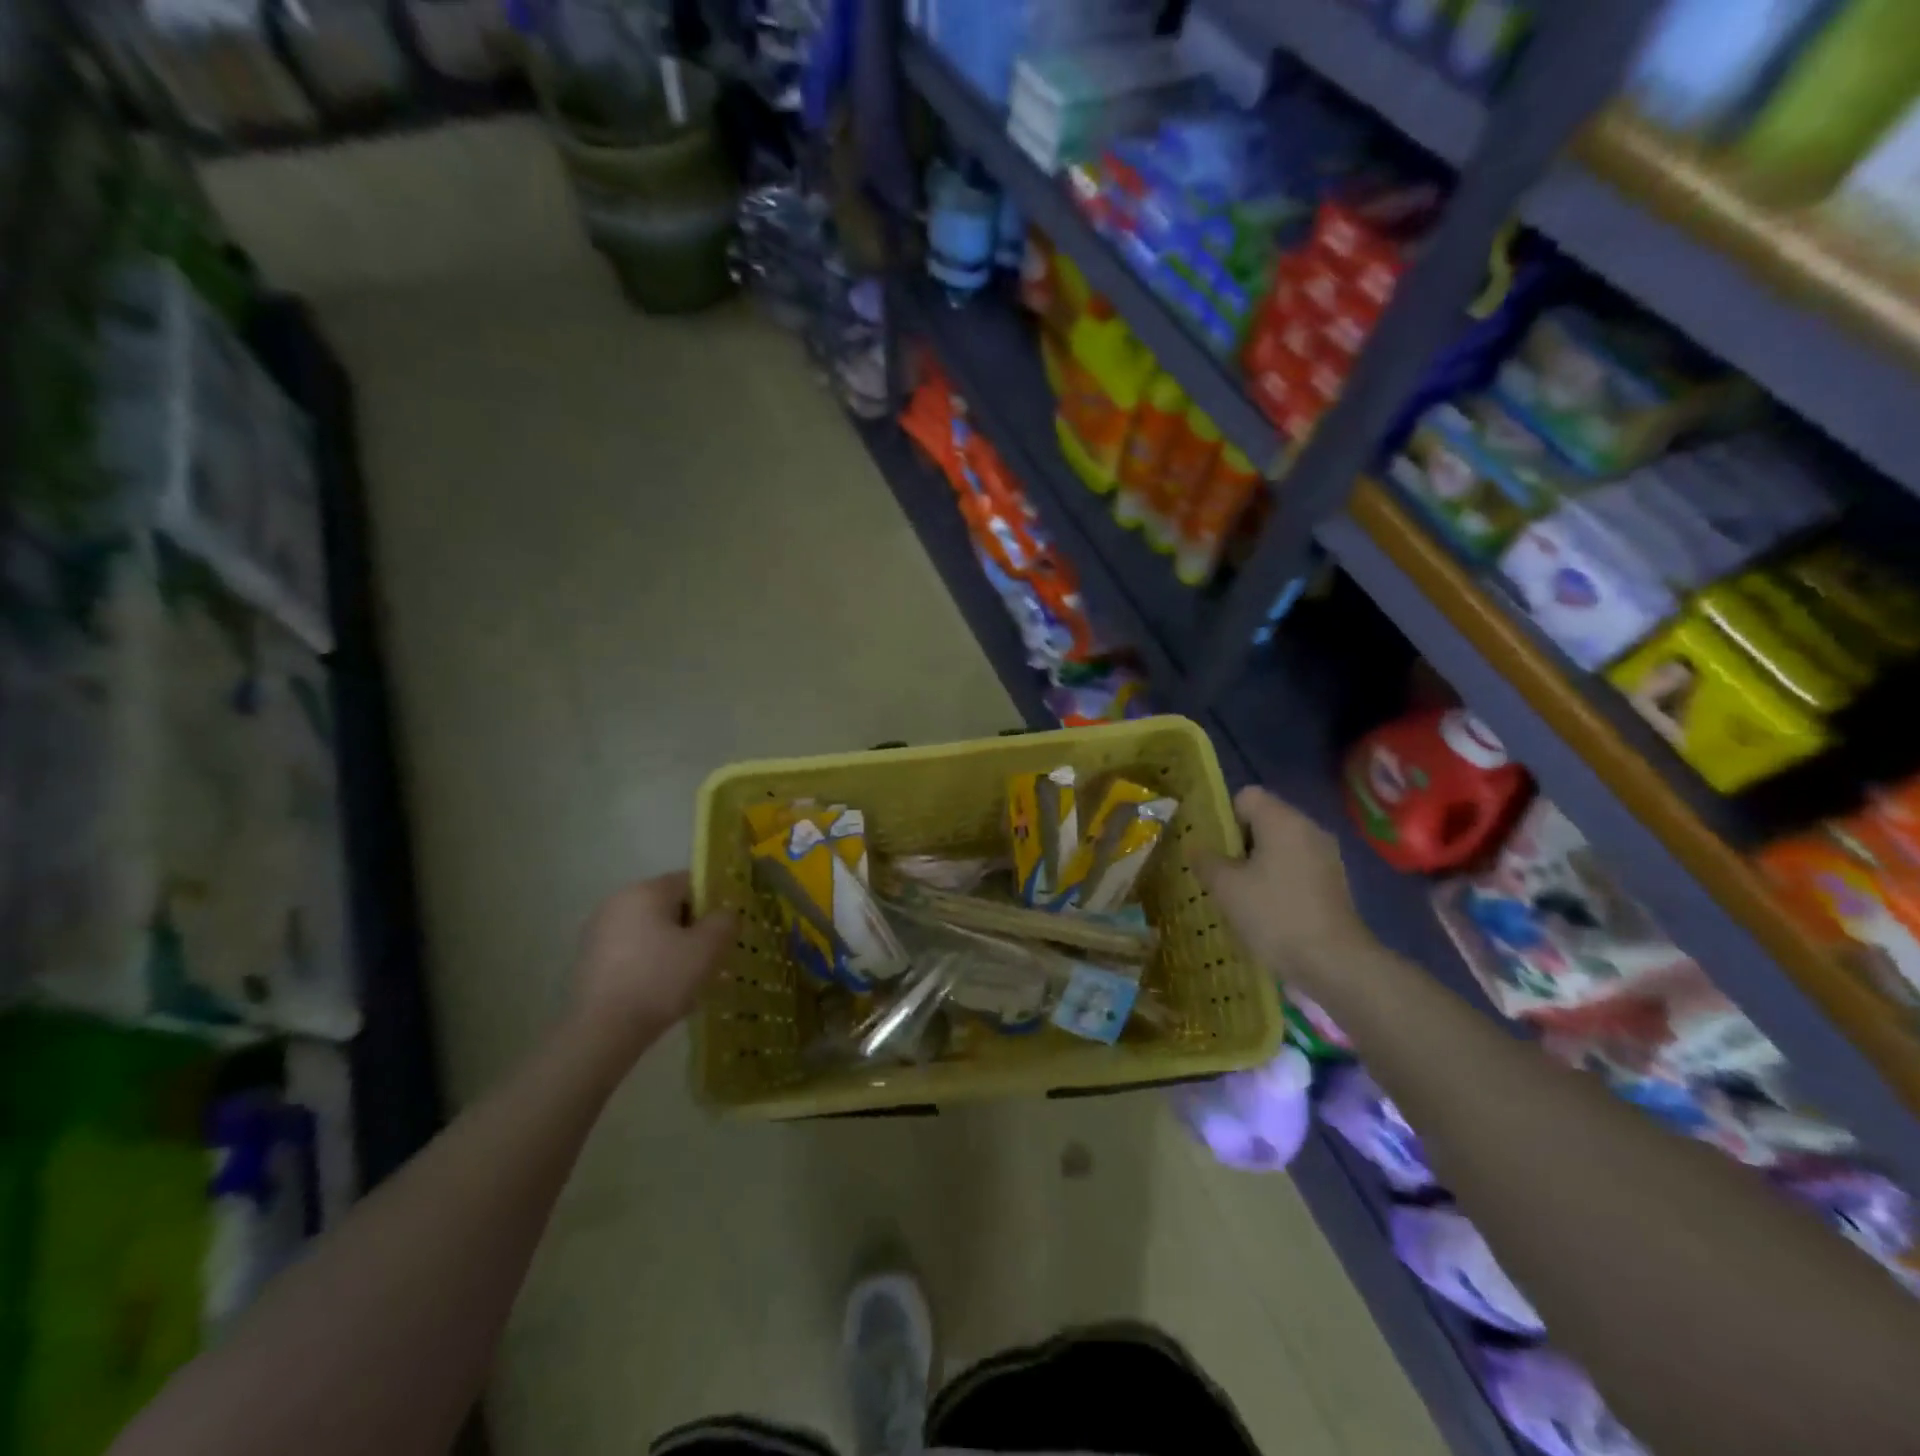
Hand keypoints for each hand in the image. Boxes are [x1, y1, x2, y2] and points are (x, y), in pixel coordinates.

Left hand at [566, 872, 735, 1061]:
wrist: (602, 1031)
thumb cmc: (660, 980)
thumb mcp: (707, 949)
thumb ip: (725, 922)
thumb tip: (725, 914)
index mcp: (646, 890)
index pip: (690, 882)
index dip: (712, 904)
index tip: (721, 933)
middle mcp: (618, 901)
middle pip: (668, 906)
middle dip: (691, 928)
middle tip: (707, 959)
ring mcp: (598, 930)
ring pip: (649, 931)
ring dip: (670, 948)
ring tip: (684, 981)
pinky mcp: (588, 959)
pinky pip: (631, 951)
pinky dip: (648, 963)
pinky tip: (658, 992)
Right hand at [1198, 787, 1375, 1001]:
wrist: (1334, 963)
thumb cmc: (1274, 915)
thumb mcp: (1226, 887)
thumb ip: (1205, 860)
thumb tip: (1196, 848)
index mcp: (1282, 820)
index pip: (1246, 796)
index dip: (1224, 817)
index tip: (1215, 849)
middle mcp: (1309, 828)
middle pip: (1265, 819)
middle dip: (1240, 843)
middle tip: (1222, 874)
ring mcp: (1326, 855)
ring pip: (1281, 845)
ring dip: (1259, 863)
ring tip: (1242, 895)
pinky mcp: (1334, 881)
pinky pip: (1297, 866)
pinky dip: (1280, 879)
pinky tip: (1269, 909)